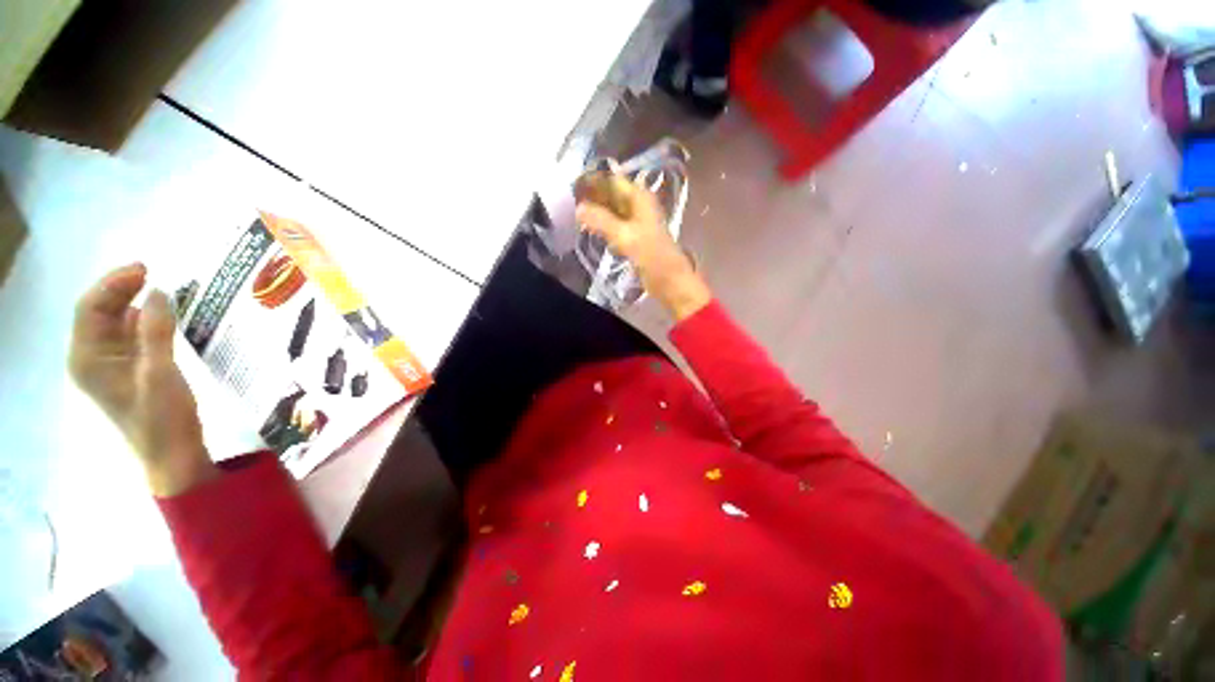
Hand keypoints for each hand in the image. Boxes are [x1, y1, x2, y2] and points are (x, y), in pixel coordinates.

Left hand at [69, 263, 216, 495]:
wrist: (173, 453)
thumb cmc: (161, 417)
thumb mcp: (159, 372)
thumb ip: (156, 331)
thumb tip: (158, 291)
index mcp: (87, 358)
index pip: (90, 308)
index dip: (113, 284)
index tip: (144, 268)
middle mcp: (91, 358)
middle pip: (99, 312)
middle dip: (121, 289)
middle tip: (151, 271)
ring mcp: (110, 365)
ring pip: (114, 322)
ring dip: (133, 302)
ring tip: (158, 288)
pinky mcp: (128, 370)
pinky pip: (130, 335)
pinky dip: (143, 319)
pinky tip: (161, 314)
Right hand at [575, 176, 711, 319]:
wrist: (669, 280)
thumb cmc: (651, 255)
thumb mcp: (624, 236)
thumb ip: (601, 221)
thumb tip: (578, 209)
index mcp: (640, 197)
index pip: (612, 181)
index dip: (593, 181)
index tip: (572, 187)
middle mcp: (639, 205)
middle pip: (612, 194)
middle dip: (592, 197)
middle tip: (570, 203)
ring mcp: (637, 222)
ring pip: (613, 211)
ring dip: (597, 213)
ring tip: (577, 216)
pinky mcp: (635, 237)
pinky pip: (615, 226)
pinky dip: (603, 226)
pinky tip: (591, 231)